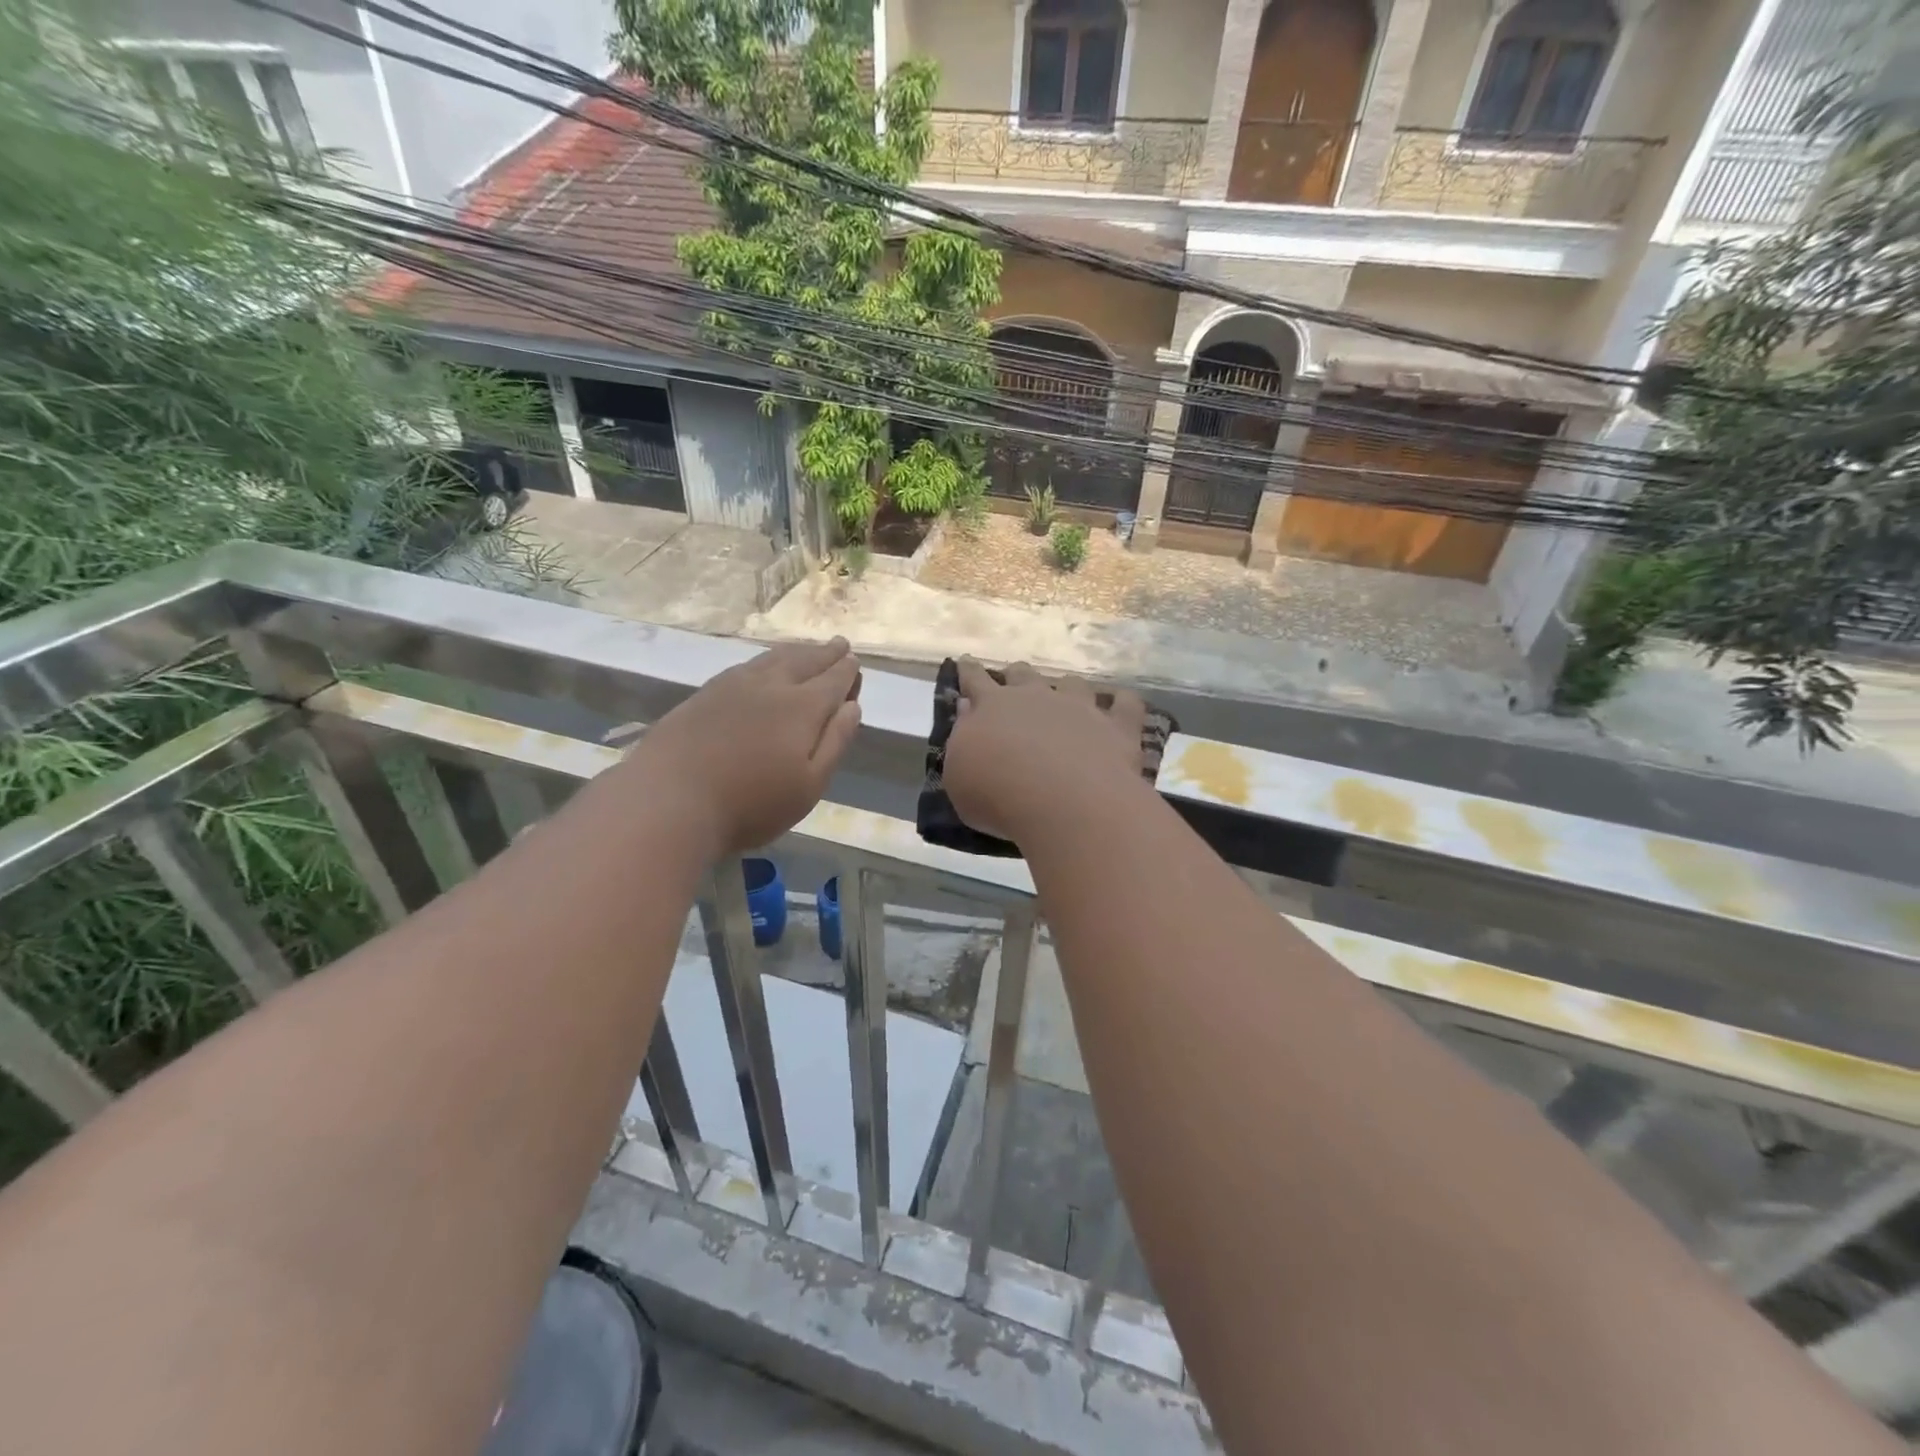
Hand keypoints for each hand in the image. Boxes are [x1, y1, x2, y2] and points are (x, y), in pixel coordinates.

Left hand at [626, 639, 862, 857]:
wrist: (670, 799)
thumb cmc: (751, 804)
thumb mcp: (809, 785)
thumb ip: (835, 742)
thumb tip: (852, 707)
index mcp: (802, 707)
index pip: (833, 680)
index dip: (847, 671)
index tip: (855, 662)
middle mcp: (771, 686)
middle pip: (805, 661)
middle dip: (825, 653)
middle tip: (839, 644)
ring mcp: (734, 686)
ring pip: (773, 658)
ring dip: (796, 651)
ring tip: (808, 649)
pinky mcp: (705, 694)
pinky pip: (746, 665)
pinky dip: (766, 660)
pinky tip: (763, 665)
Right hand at [942, 660, 1147, 842]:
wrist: (1065, 803)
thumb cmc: (998, 796)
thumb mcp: (958, 777)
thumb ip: (962, 741)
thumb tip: (967, 711)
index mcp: (992, 707)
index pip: (975, 679)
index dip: (969, 671)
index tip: (966, 661)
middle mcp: (1036, 697)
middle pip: (1024, 674)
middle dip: (1016, 676)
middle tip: (1014, 684)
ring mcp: (1080, 707)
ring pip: (1072, 683)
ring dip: (1066, 688)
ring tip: (1067, 699)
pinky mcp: (1117, 726)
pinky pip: (1125, 704)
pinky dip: (1122, 703)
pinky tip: (1121, 707)